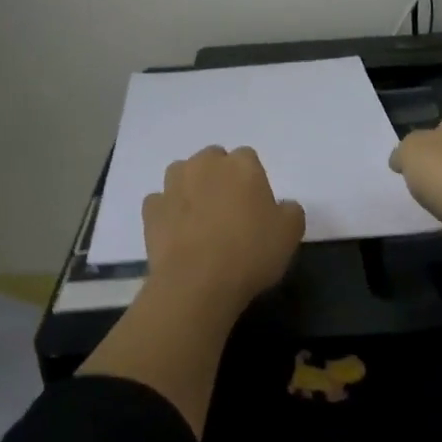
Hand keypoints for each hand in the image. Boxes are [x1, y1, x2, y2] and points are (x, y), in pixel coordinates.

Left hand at [142, 146, 305, 315]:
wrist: (197, 283)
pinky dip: (168, 212)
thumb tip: (282, 206)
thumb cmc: (250, 253)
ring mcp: (173, 184)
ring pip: (183, 175)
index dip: (252, 181)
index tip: (256, 205)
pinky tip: (177, 232)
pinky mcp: (151, 209)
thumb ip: (290, 211)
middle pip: (213, 160)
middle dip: (219, 177)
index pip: (248, 158)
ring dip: (190, 188)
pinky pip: (161, 202)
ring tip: (200, 218)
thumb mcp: (290, 234)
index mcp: (242, 165)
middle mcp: (205, 165)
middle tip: (228, 210)